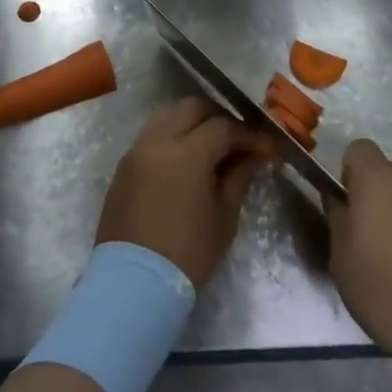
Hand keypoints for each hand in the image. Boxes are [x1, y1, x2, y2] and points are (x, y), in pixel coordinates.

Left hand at [96, 97, 274, 287]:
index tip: (267, 147)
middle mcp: (158, 140)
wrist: (133, 283)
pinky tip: (186, 159)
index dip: (249, 135)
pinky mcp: (123, 166)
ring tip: (212, 146)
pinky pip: (151, 135)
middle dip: (219, 117)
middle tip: (238, 140)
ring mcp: (136, 150)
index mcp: (187, 151)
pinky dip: (172, 135)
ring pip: (167, 115)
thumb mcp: (224, 217)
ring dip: (192, 122)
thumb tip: (254, 156)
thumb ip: (239, 177)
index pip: (224, 127)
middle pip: (192, 108)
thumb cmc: (187, 253)